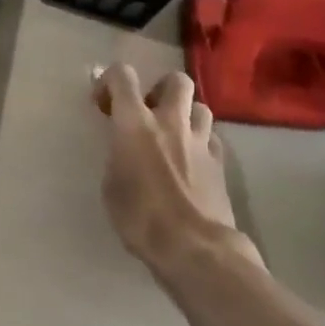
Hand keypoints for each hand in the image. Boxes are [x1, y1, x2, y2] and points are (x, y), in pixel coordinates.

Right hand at [96, 64, 256, 277]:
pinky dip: (202, 143)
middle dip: (162, 88)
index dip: (110, 80)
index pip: (122, 75)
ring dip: (186, 115)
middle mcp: (169, 121)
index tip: (104, 104)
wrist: (196, 250)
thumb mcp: (111, 186)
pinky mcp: (220, 165)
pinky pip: (213, 139)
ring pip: (201, 107)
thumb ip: (118, 157)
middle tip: (150, 111)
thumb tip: (124, 153)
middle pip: (176, 80)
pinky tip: (193, 161)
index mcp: (135, 122)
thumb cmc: (141, 218)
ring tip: (175, 135)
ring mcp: (199, 142)